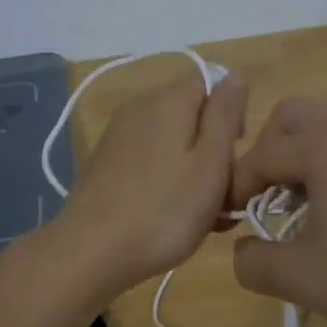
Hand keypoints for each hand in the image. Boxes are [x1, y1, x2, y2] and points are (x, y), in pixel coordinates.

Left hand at [49, 70, 248, 299]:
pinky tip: (169, 216)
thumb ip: (225, 116)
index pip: (210, 82)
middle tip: (223, 194)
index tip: (235, 154)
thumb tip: (235, 75)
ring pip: (171, 141)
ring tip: (201, 215)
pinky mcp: (106, 163)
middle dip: (213, 148)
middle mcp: (140, 108)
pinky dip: (166, 180)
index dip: (230, 114)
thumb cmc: (164, 210)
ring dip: (192, 170)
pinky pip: (149, 160)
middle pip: (191, 114)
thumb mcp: (210, 163)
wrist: (90, 251)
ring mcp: (118, 136)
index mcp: (168, 101)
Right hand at [229, 100, 326, 326]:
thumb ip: (252, 261)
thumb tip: (242, 249)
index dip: (236, 188)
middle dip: (267, 153)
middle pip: (291, 117)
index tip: (229, 221)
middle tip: (265, 199)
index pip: (261, 156)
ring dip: (303, 156)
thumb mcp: (302, 280)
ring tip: (304, 207)